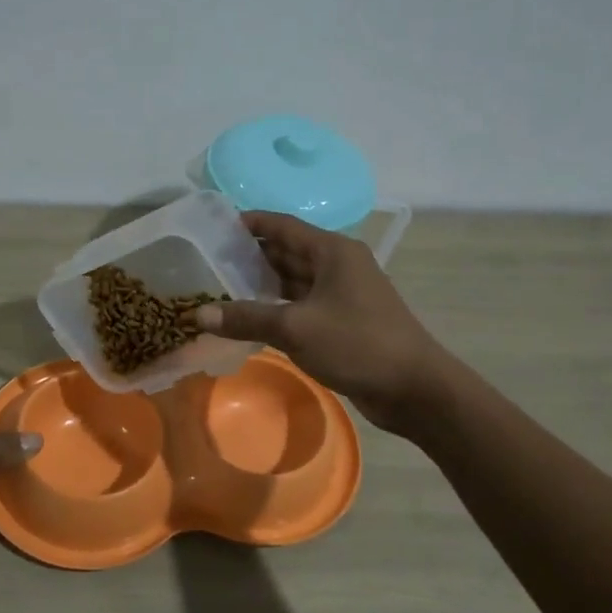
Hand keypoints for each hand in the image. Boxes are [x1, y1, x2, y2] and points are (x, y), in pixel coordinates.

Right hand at [195, 212, 445, 432]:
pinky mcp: (342, 320)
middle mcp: (337, 265)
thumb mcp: (296, 328)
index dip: (249, 223)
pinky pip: (301, 304)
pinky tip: (249, 316)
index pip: (282, 226)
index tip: (214, 226)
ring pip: (293, 279)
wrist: (414, 389)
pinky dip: (276, 306)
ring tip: (219, 286)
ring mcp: (341, 293)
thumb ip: (246, 317)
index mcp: (332, 251)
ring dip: (260, 283)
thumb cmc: (357, 344)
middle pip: (286, 251)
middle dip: (249, 255)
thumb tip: (198, 314)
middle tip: (206, 261)